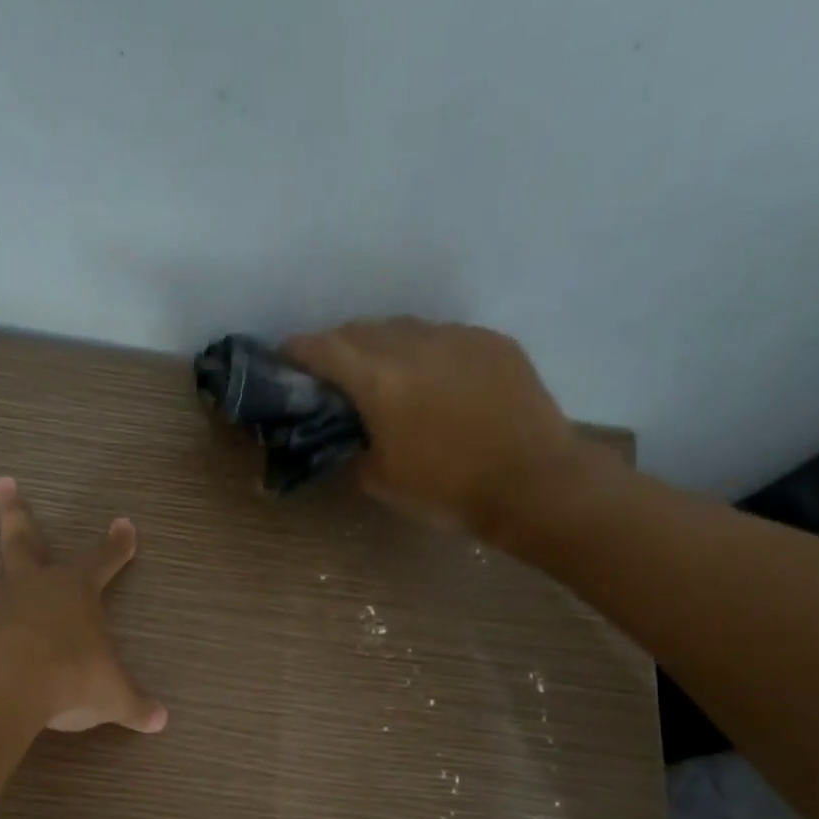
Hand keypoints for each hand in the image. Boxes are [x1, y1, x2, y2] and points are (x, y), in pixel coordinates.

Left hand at [0, 478, 167, 734]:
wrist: (6, 683)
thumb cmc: (69, 677)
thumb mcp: (112, 695)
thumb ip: (135, 705)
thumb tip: (162, 721)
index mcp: (71, 593)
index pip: (101, 562)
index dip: (115, 546)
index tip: (124, 524)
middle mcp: (24, 590)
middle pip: (21, 543)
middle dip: (16, 514)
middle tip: (2, 482)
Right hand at [283, 318, 608, 551]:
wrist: (534, 484)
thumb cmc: (448, 490)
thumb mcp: (381, 480)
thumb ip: (352, 447)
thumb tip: (347, 435)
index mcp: (379, 380)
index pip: (323, 348)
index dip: (297, 350)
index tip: (285, 359)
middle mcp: (415, 345)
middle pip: (361, 329)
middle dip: (338, 346)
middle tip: (332, 373)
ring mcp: (458, 337)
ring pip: (404, 327)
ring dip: (382, 344)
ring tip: (383, 372)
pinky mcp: (492, 342)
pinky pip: (445, 336)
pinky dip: (426, 351)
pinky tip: (433, 378)